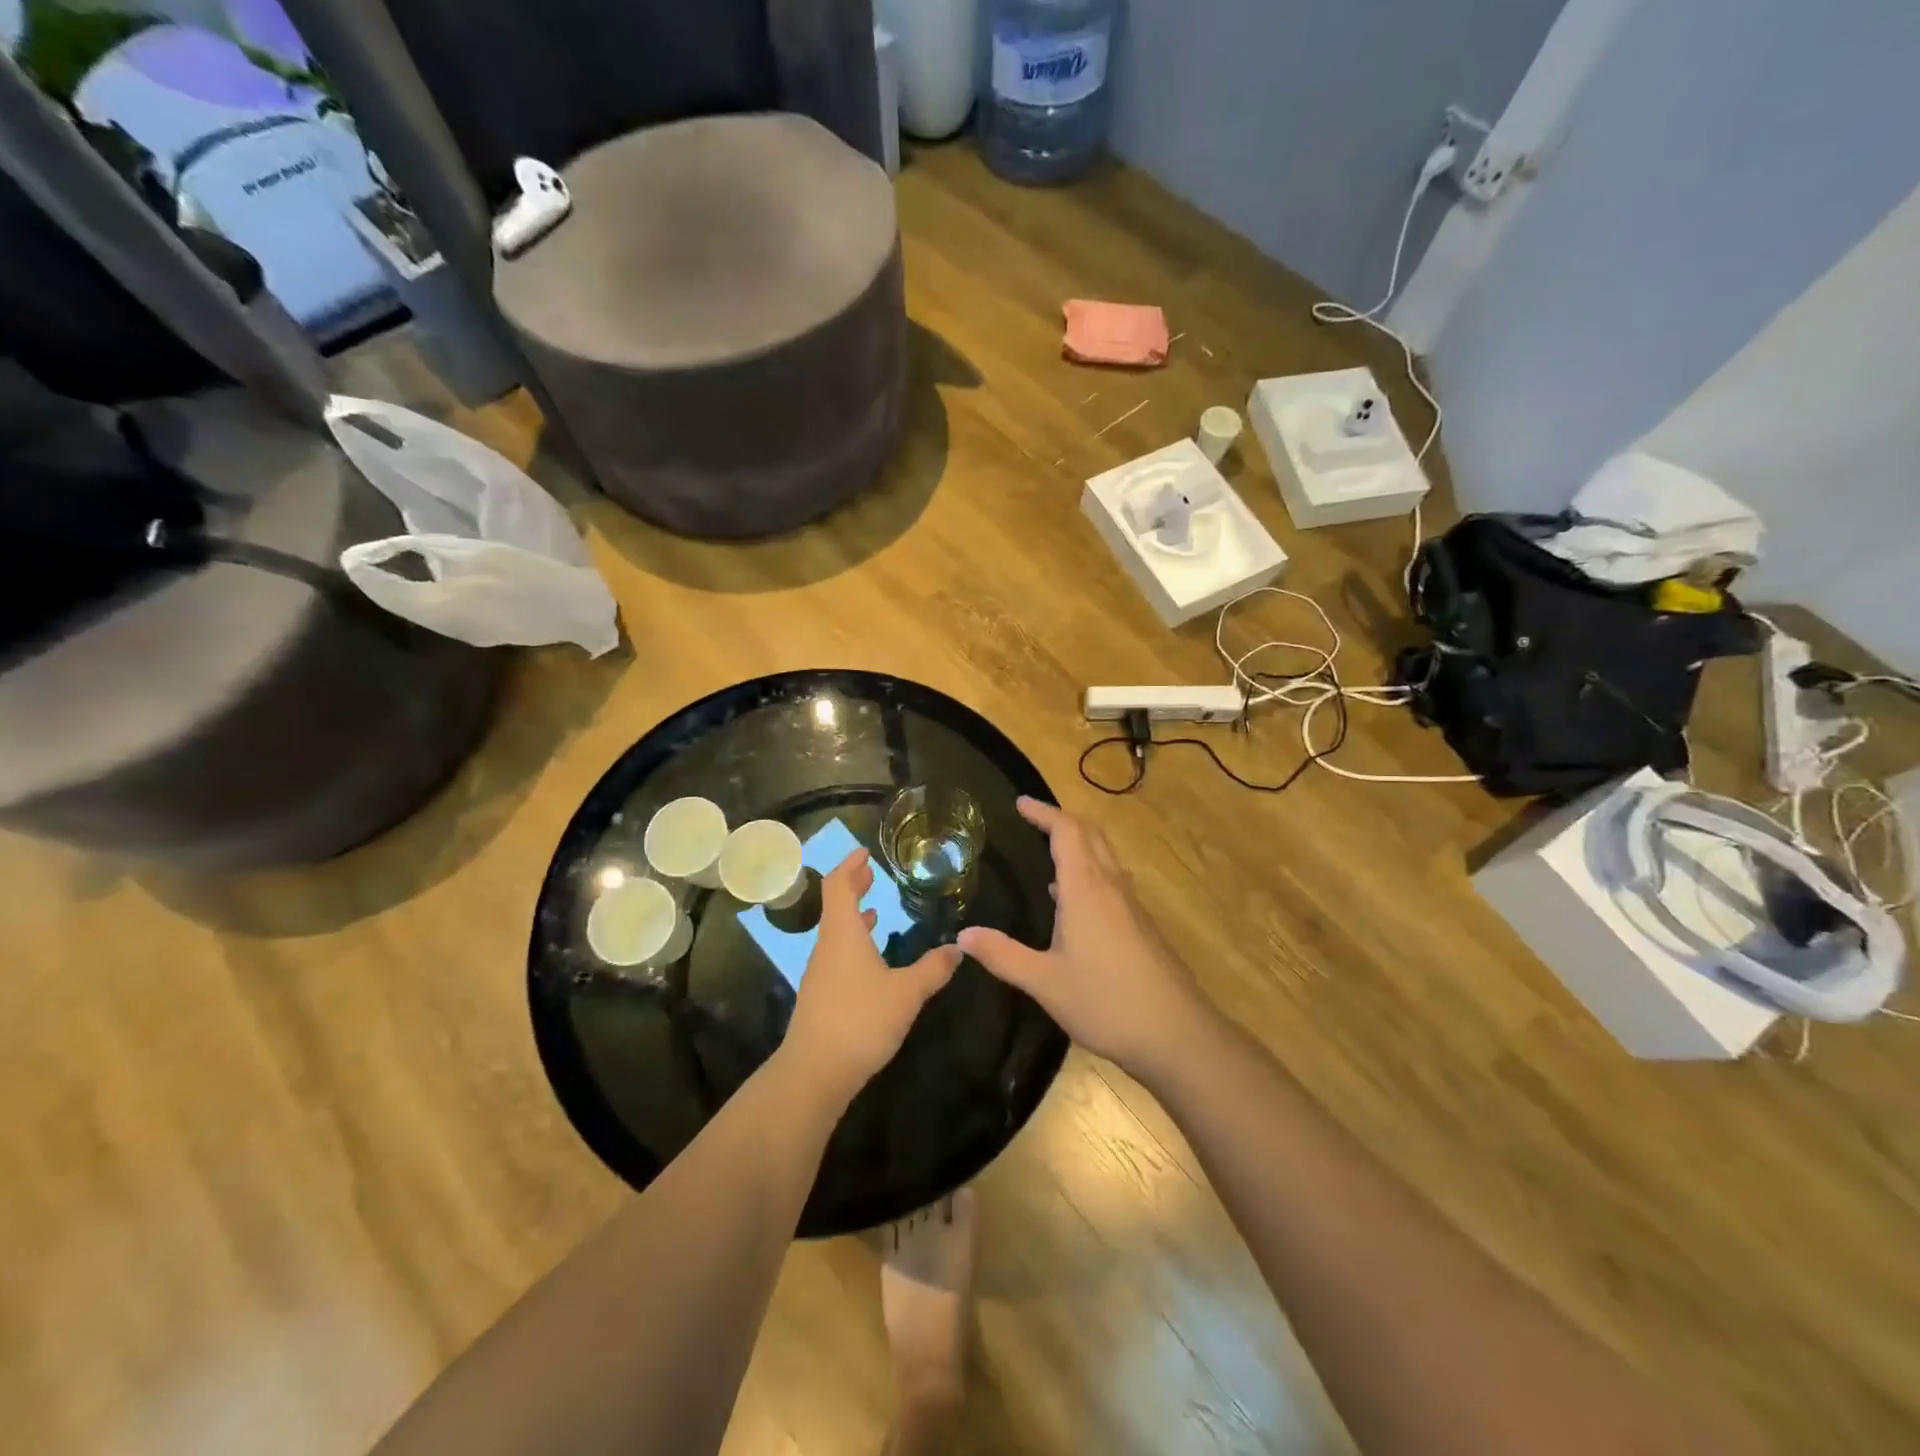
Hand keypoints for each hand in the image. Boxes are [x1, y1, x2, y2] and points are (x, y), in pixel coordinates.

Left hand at [783, 848, 961, 1103]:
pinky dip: (854, 942)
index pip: (838, 886)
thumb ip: (932, 969)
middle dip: (853, 886)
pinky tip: (872, 959)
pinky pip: (838, 954)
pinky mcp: (821, 996)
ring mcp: (821, 972)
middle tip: (872, 873)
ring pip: (836, 931)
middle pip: (835, 905)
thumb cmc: (860, 1020)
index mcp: (843, 934)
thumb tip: (958, 947)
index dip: (849, 866)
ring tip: (875, 908)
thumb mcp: (906, 993)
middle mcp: (827, 946)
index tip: (864, 852)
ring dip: (854, 916)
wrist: (815, 1073)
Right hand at [959, 798, 1210, 1077]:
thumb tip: (962, 936)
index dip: (1043, 813)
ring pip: (1105, 858)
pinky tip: (1074, 904)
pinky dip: (1091, 872)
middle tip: (1034, 820)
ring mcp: (1131, 906)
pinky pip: (1112, 881)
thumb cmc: (1105, 1001)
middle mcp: (1111, 886)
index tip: (1020, 803)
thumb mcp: (1044, 982)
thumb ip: (1002, 955)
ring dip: (1080, 845)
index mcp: (1085, 889)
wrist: (1176, 1033)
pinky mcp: (1142, 926)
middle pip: (1091, 835)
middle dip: (1062, 821)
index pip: (1066, 831)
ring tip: (1050, 856)